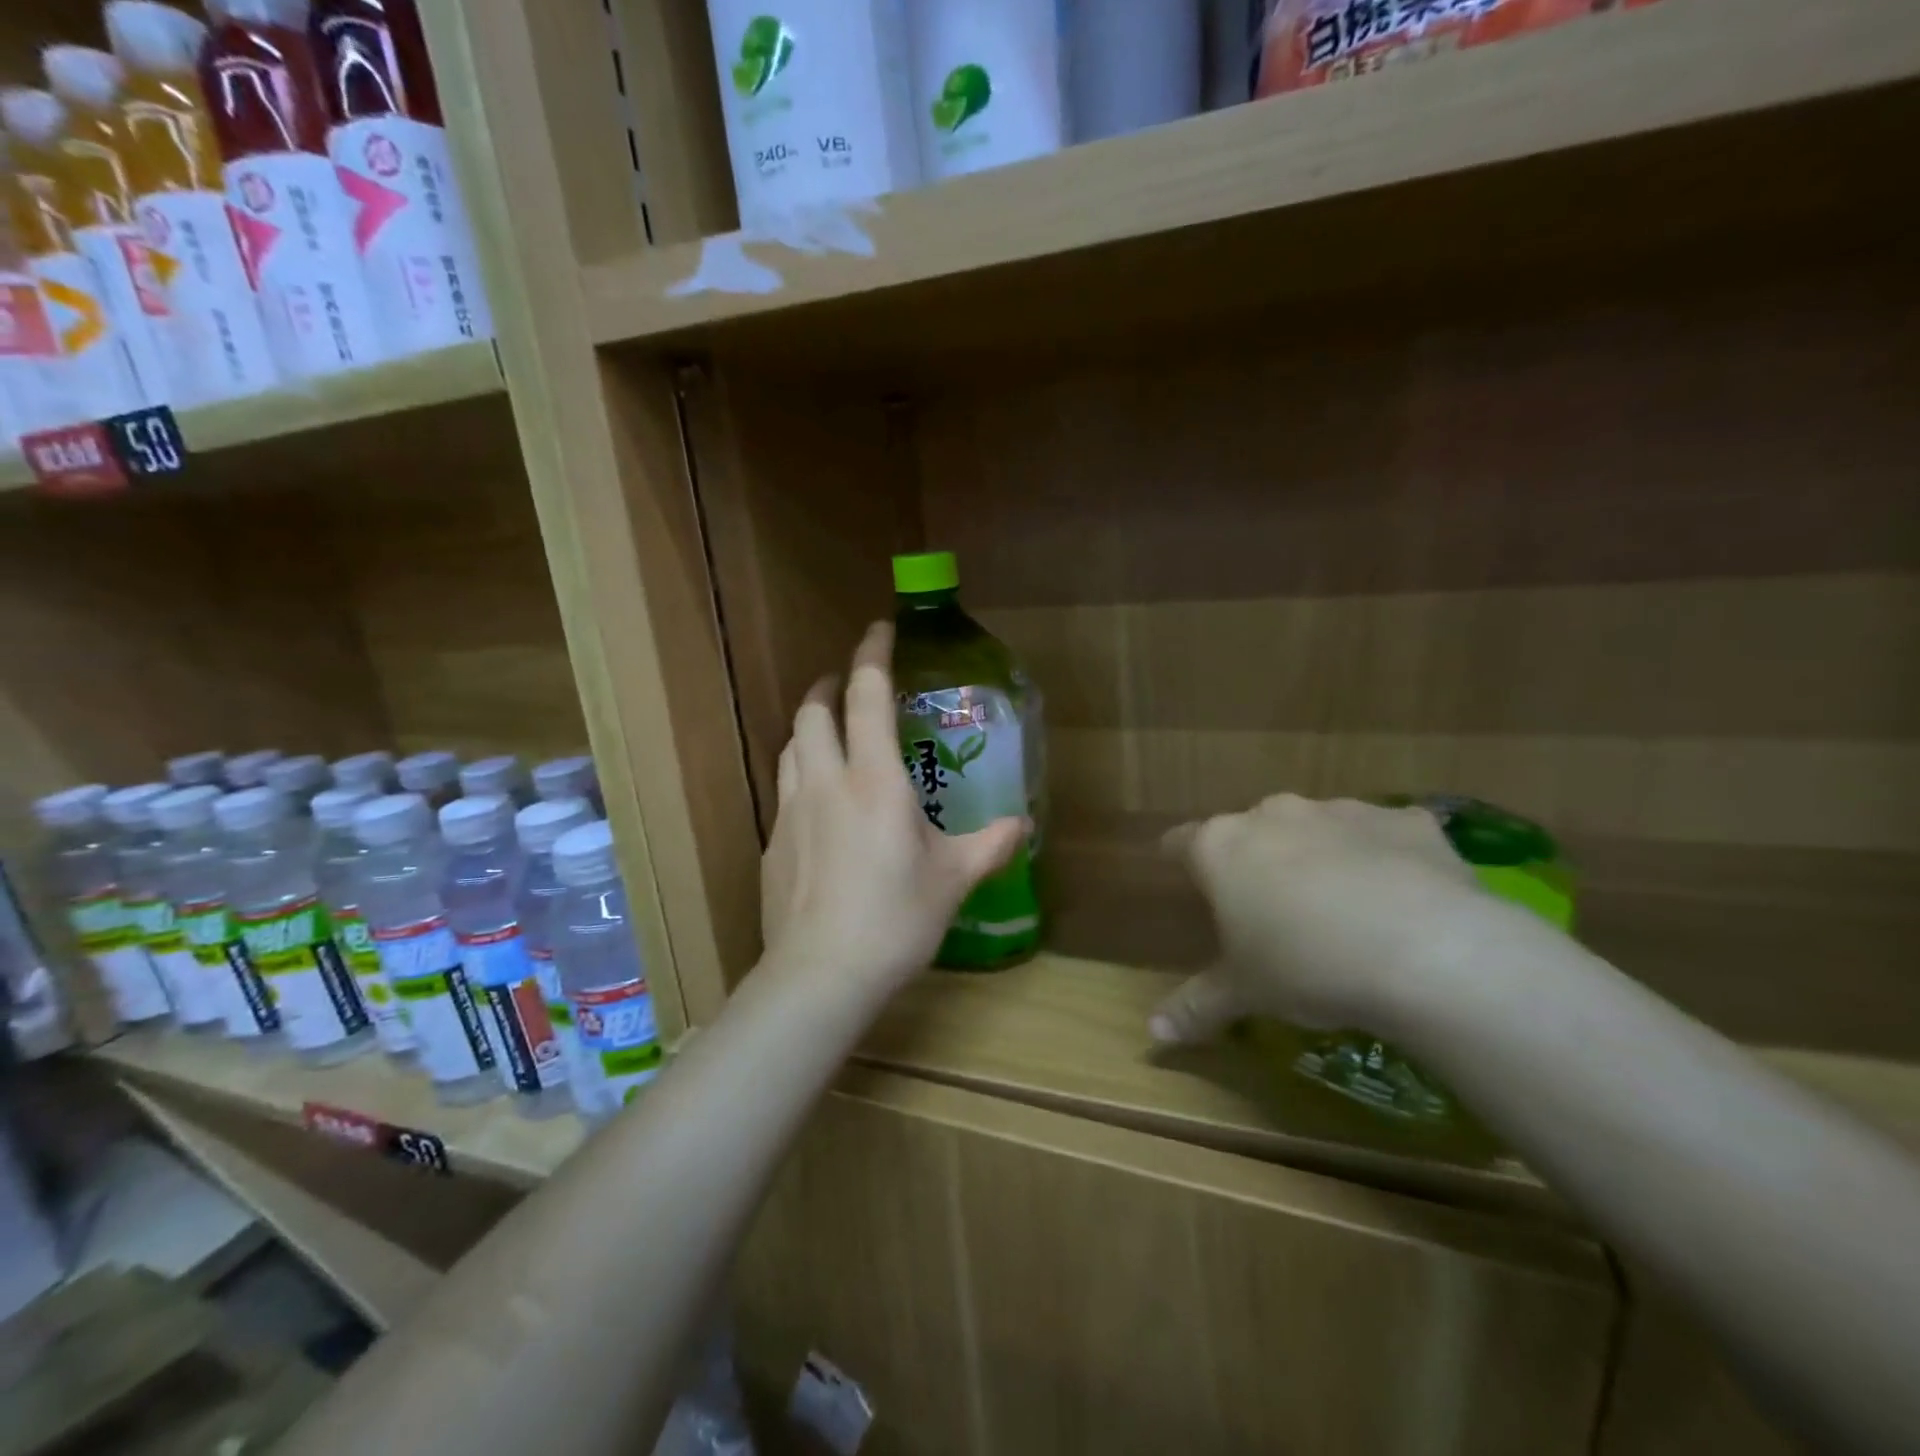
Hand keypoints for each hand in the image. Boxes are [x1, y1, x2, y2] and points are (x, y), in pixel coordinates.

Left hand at [760, 622, 1026, 997]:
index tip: (877, 630)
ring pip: (790, 746)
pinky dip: (800, 773)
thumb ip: (990, 844)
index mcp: (875, 780)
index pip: (867, 696)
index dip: (871, 655)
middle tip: (848, 685)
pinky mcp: (773, 843)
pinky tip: (818, 803)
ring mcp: (791, 811)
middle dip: (829, 685)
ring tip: (830, 734)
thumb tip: (1023, 824)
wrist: (821, 974)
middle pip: (814, 711)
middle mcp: (826, 782)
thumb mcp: (953, 880)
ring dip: (810, 727)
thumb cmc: (895, 918)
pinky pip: (784, 789)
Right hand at [1150, 795, 1483, 1044]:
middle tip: (1270, 910)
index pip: (1182, 842)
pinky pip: (1382, 836)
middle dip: (1256, 862)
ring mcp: (1341, 810)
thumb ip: (1196, 1006)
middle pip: (1251, 831)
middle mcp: (1273, 814)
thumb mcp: (1245, 994)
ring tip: (1341, 908)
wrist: (1427, 951)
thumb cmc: (1306, 966)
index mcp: (1222, 846)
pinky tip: (1402, 899)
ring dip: (1318, 856)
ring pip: (1316, 828)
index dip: (1180, 859)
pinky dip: (1383, 858)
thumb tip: (1153, 1035)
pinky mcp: (1404, 820)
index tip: (1184, 875)